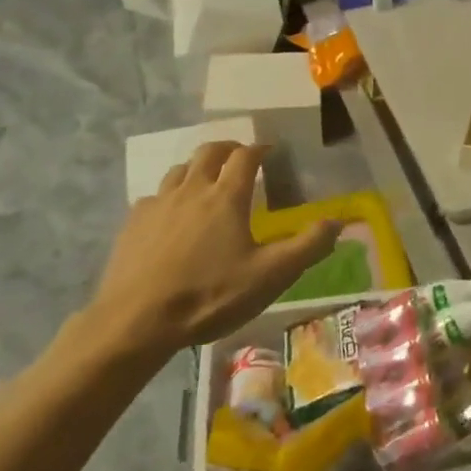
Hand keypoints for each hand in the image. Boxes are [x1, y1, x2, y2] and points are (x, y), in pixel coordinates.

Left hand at [87, 142, 340, 355]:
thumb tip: (337, 221)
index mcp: (226, 196)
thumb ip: (306, 247)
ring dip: (197, 168)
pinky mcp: (133, 223)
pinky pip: (155, 196)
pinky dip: (170, 196)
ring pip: (179, 170)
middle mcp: (192, 189)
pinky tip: (171, 216)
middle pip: (209, 152)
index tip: (269, 152)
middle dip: (228, 149)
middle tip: (239, 156)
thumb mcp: (269, 276)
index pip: (246, 156)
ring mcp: (159, 203)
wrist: (136, 321)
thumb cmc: (209, 296)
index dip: (259, 149)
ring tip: (206, 181)